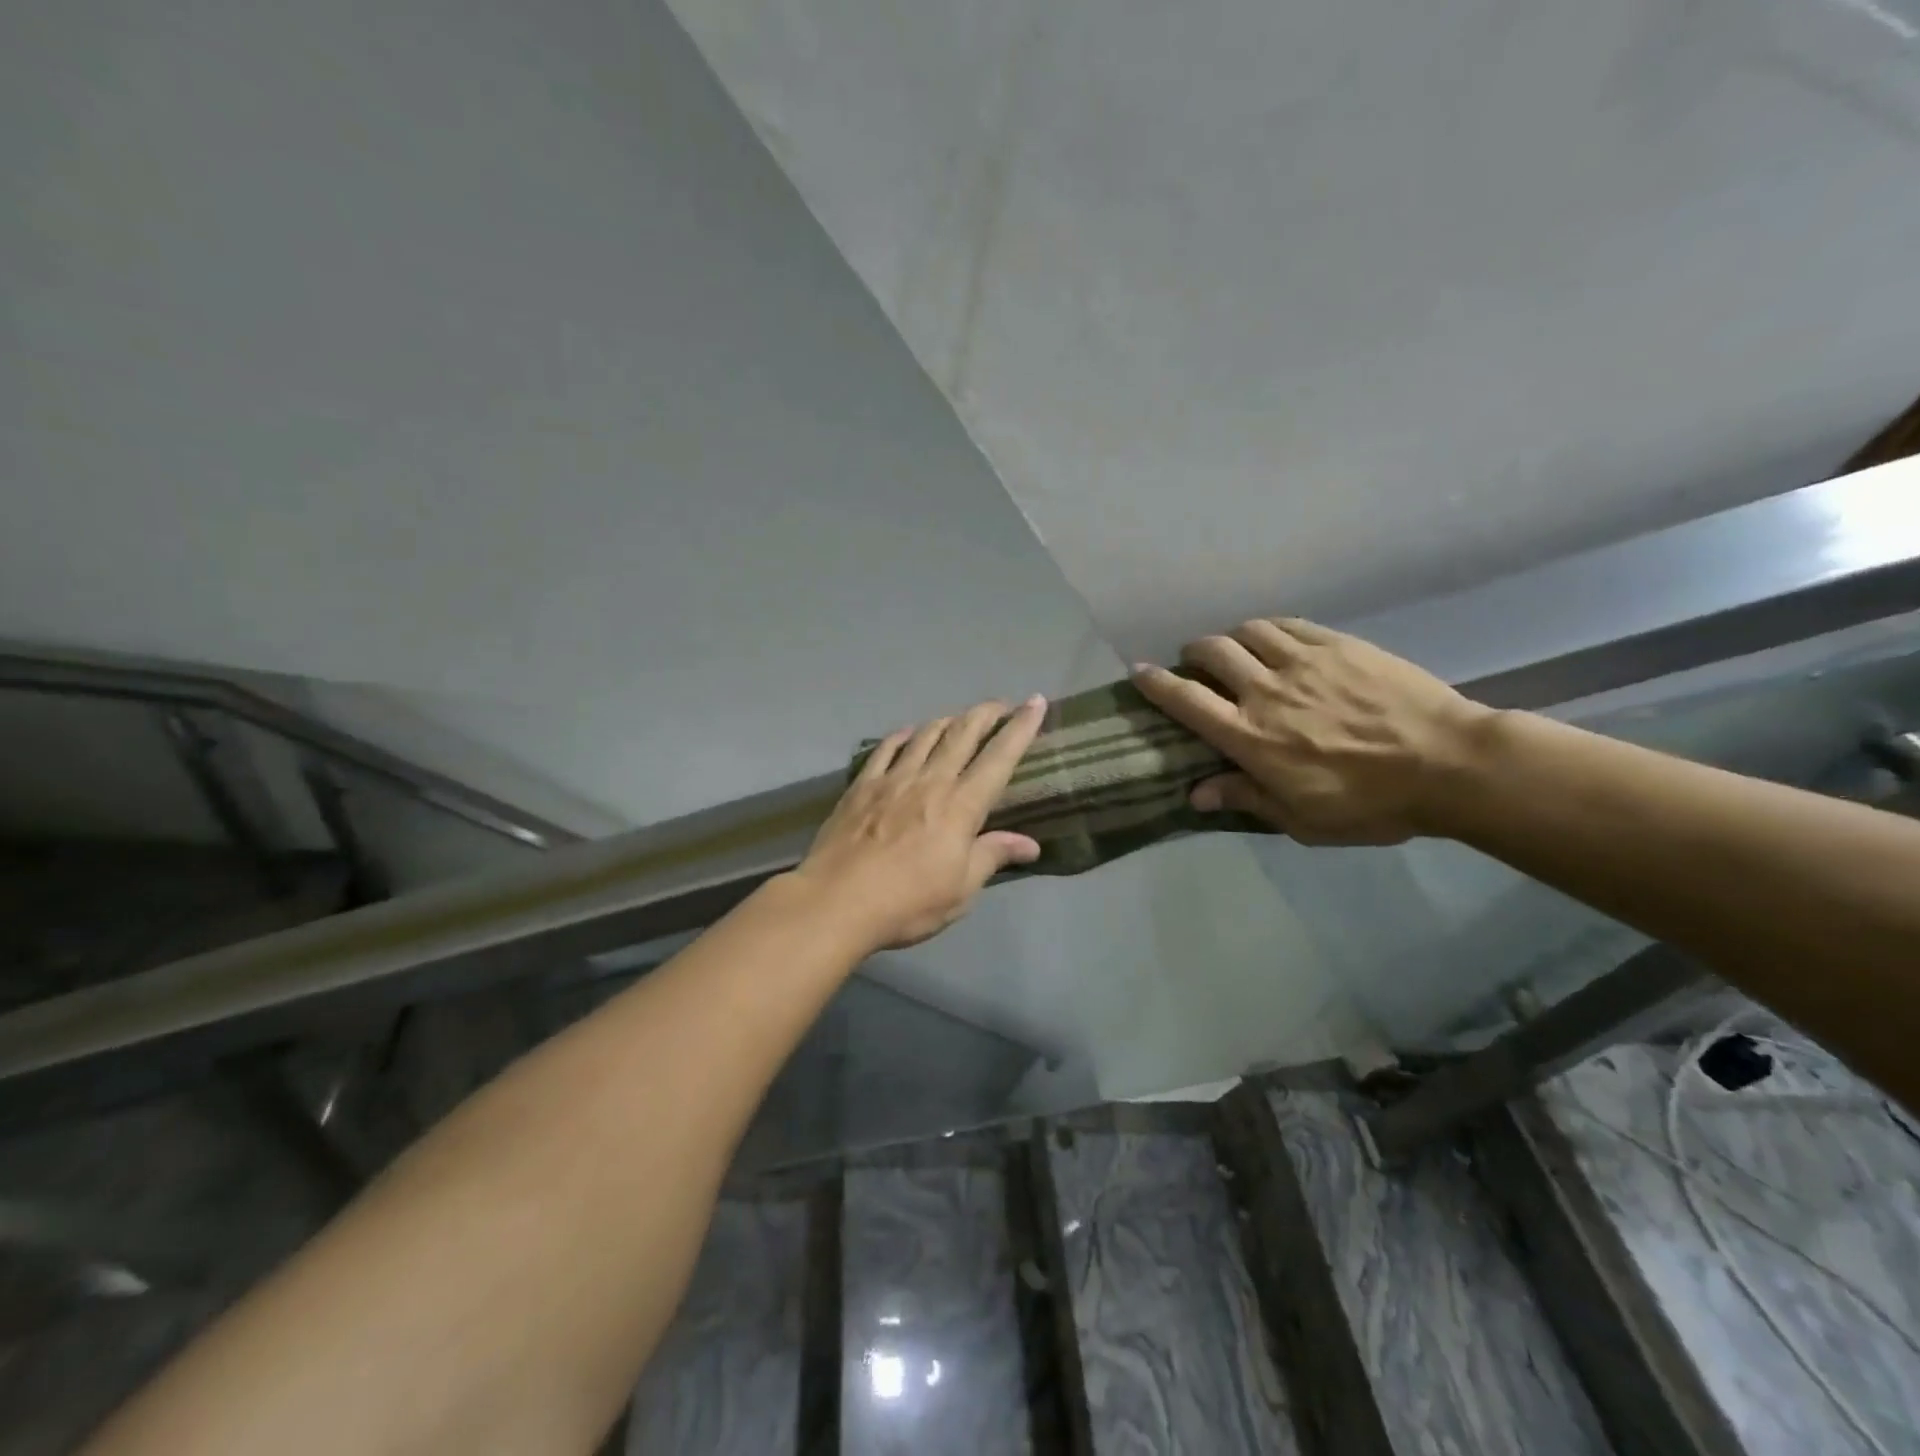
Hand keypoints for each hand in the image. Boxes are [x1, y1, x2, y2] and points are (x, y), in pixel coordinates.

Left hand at [792, 696, 1047, 949]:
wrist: (836, 901)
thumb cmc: (907, 903)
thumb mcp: (961, 890)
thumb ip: (992, 856)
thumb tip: (1031, 844)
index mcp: (961, 806)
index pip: (999, 758)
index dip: (1020, 728)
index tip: (1035, 703)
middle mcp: (930, 781)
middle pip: (962, 734)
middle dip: (986, 713)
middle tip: (1001, 705)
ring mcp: (892, 779)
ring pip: (926, 735)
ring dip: (947, 721)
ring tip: (959, 718)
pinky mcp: (862, 785)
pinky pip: (886, 749)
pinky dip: (902, 736)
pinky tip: (908, 733)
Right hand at [1132, 618, 1491, 844]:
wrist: (1449, 763)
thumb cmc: (1371, 803)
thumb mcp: (1301, 819)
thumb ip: (1245, 798)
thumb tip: (1196, 794)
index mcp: (1250, 735)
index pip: (1187, 700)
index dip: (1156, 683)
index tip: (1138, 672)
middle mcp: (1265, 690)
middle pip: (1212, 652)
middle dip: (1193, 652)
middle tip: (1194, 662)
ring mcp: (1303, 661)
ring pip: (1249, 631)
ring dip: (1231, 637)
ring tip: (1237, 649)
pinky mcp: (1338, 645)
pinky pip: (1290, 624)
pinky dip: (1271, 629)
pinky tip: (1276, 639)